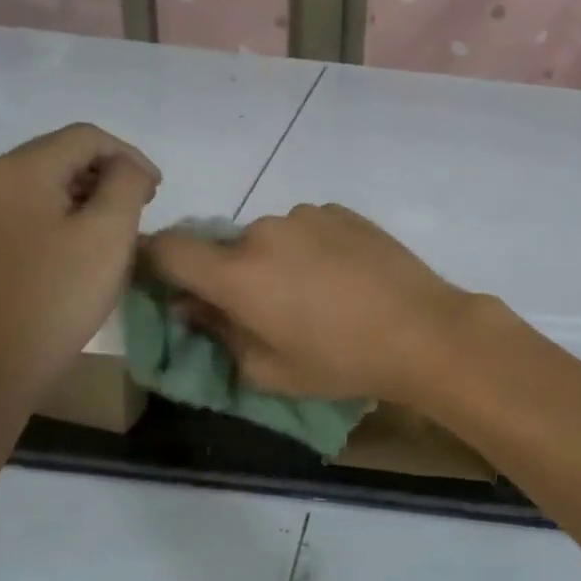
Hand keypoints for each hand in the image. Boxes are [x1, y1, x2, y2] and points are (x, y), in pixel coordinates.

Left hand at [0, 124, 159, 409]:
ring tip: (108, 233)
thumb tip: (128, 166)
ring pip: (39, 182)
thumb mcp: (109, 234)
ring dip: (81, 196)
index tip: (157, 193)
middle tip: (138, 212)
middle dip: (105, 176)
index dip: (130, 156)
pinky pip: (19, 208)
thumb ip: (127, 183)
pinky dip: (53, 214)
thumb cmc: (56, 298)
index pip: (87, 137)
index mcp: (18, 168)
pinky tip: (70, 248)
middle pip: (59, 155)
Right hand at [144, 204, 474, 404]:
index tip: (171, 285)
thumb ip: (219, 333)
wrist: (423, 330)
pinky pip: (307, 228)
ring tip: (318, 295)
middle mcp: (264, 231)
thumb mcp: (270, 370)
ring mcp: (307, 215)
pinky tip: (345, 277)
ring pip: (270, 237)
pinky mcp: (342, 211)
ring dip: (276, 260)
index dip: (157, 262)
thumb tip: (189, 305)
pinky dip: (311, 248)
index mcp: (237, 272)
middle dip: (232, 275)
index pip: (167, 248)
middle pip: (225, 247)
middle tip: (267, 310)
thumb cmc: (342, 361)